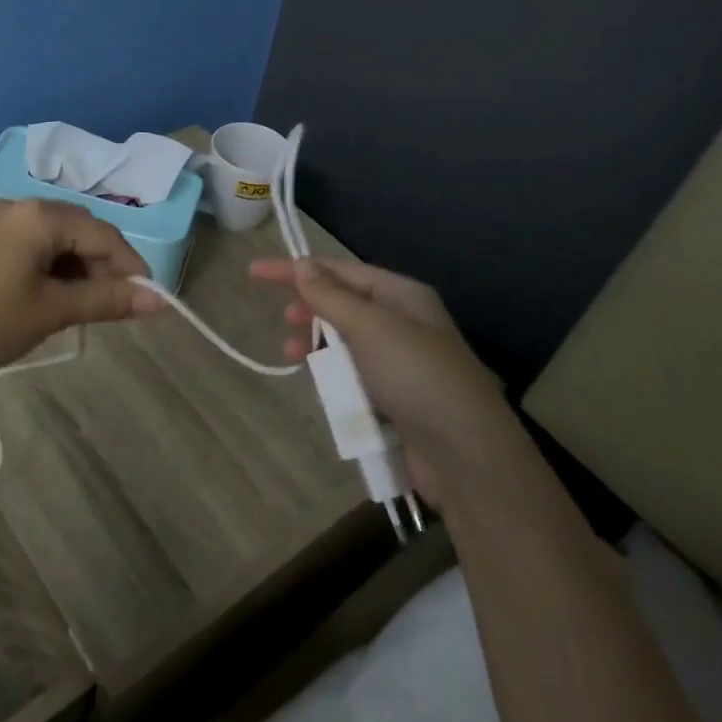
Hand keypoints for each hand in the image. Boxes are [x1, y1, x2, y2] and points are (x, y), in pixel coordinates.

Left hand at [0, 199, 157, 382]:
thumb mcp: (51, 312)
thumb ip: (107, 301)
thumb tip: (159, 300)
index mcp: (39, 215)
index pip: (103, 234)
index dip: (130, 266)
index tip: (145, 299)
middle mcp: (17, 205)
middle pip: (78, 229)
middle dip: (102, 265)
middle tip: (111, 305)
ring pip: (53, 236)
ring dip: (74, 266)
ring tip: (79, 306)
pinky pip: (28, 243)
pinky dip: (48, 265)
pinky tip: (46, 295)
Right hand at [250, 257, 503, 505]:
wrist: (466, 456)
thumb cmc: (417, 377)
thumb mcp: (371, 328)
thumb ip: (332, 297)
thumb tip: (302, 265)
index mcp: (402, 296)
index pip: (340, 270)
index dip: (296, 269)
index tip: (255, 272)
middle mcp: (402, 323)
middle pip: (343, 304)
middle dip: (310, 307)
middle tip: (284, 320)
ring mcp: (400, 362)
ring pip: (345, 342)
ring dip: (318, 344)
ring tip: (292, 354)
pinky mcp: (395, 398)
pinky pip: (353, 375)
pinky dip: (332, 375)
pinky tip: (319, 385)